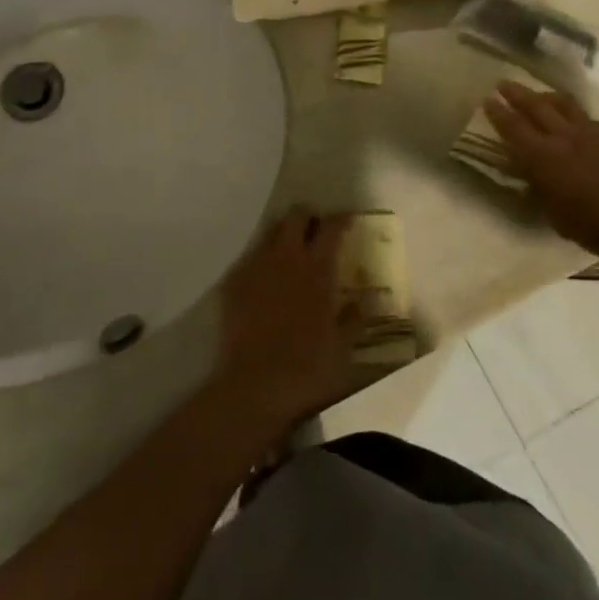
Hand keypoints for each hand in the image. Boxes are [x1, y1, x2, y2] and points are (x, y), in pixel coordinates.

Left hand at [214, 210, 357, 431]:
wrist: (254, 384)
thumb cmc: (306, 367)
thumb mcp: (342, 347)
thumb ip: (354, 319)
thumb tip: (364, 302)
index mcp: (318, 269)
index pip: (332, 227)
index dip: (342, 219)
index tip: (348, 221)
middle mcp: (287, 257)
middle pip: (296, 215)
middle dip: (309, 217)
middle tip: (316, 231)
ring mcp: (256, 265)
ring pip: (270, 231)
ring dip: (284, 234)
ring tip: (291, 251)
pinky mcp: (233, 280)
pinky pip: (250, 257)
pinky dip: (263, 260)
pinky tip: (266, 279)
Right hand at [485, 82, 598, 259]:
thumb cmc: (593, 227)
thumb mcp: (553, 213)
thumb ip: (538, 187)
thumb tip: (529, 174)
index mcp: (543, 157)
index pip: (513, 128)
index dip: (498, 113)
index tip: (487, 99)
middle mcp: (565, 137)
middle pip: (536, 106)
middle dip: (517, 94)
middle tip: (503, 84)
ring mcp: (593, 132)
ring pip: (564, 105)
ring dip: (547, 97)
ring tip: (538, 94)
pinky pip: (590, 118)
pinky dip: (576, 116)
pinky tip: (578, 122)